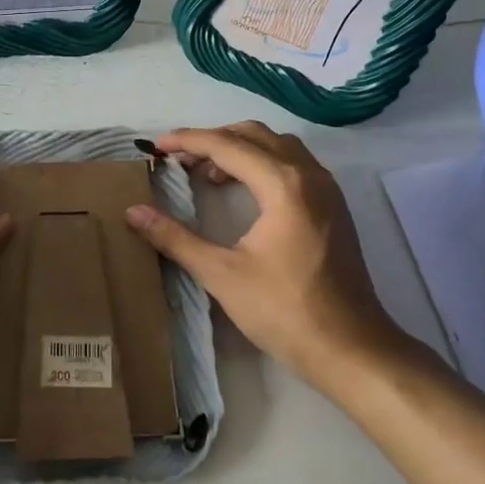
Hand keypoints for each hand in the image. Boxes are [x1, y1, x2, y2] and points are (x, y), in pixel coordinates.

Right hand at [125, 122, 417, 394]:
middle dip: (214, 140)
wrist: (351, 348)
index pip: (227, 145)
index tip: (156, 147)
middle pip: (255, 135)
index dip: (188, 141)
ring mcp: (327, 190)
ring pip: (278, 147)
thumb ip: (175, 239)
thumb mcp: (221, 274)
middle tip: (180, 160)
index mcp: (283, 185)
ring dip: (241, 150)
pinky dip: (263, 164)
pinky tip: (244, 192)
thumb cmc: (285, 311)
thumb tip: (133, 212)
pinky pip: (294, 165)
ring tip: (208, 174)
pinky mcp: (334, 208)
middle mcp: (309, 175)